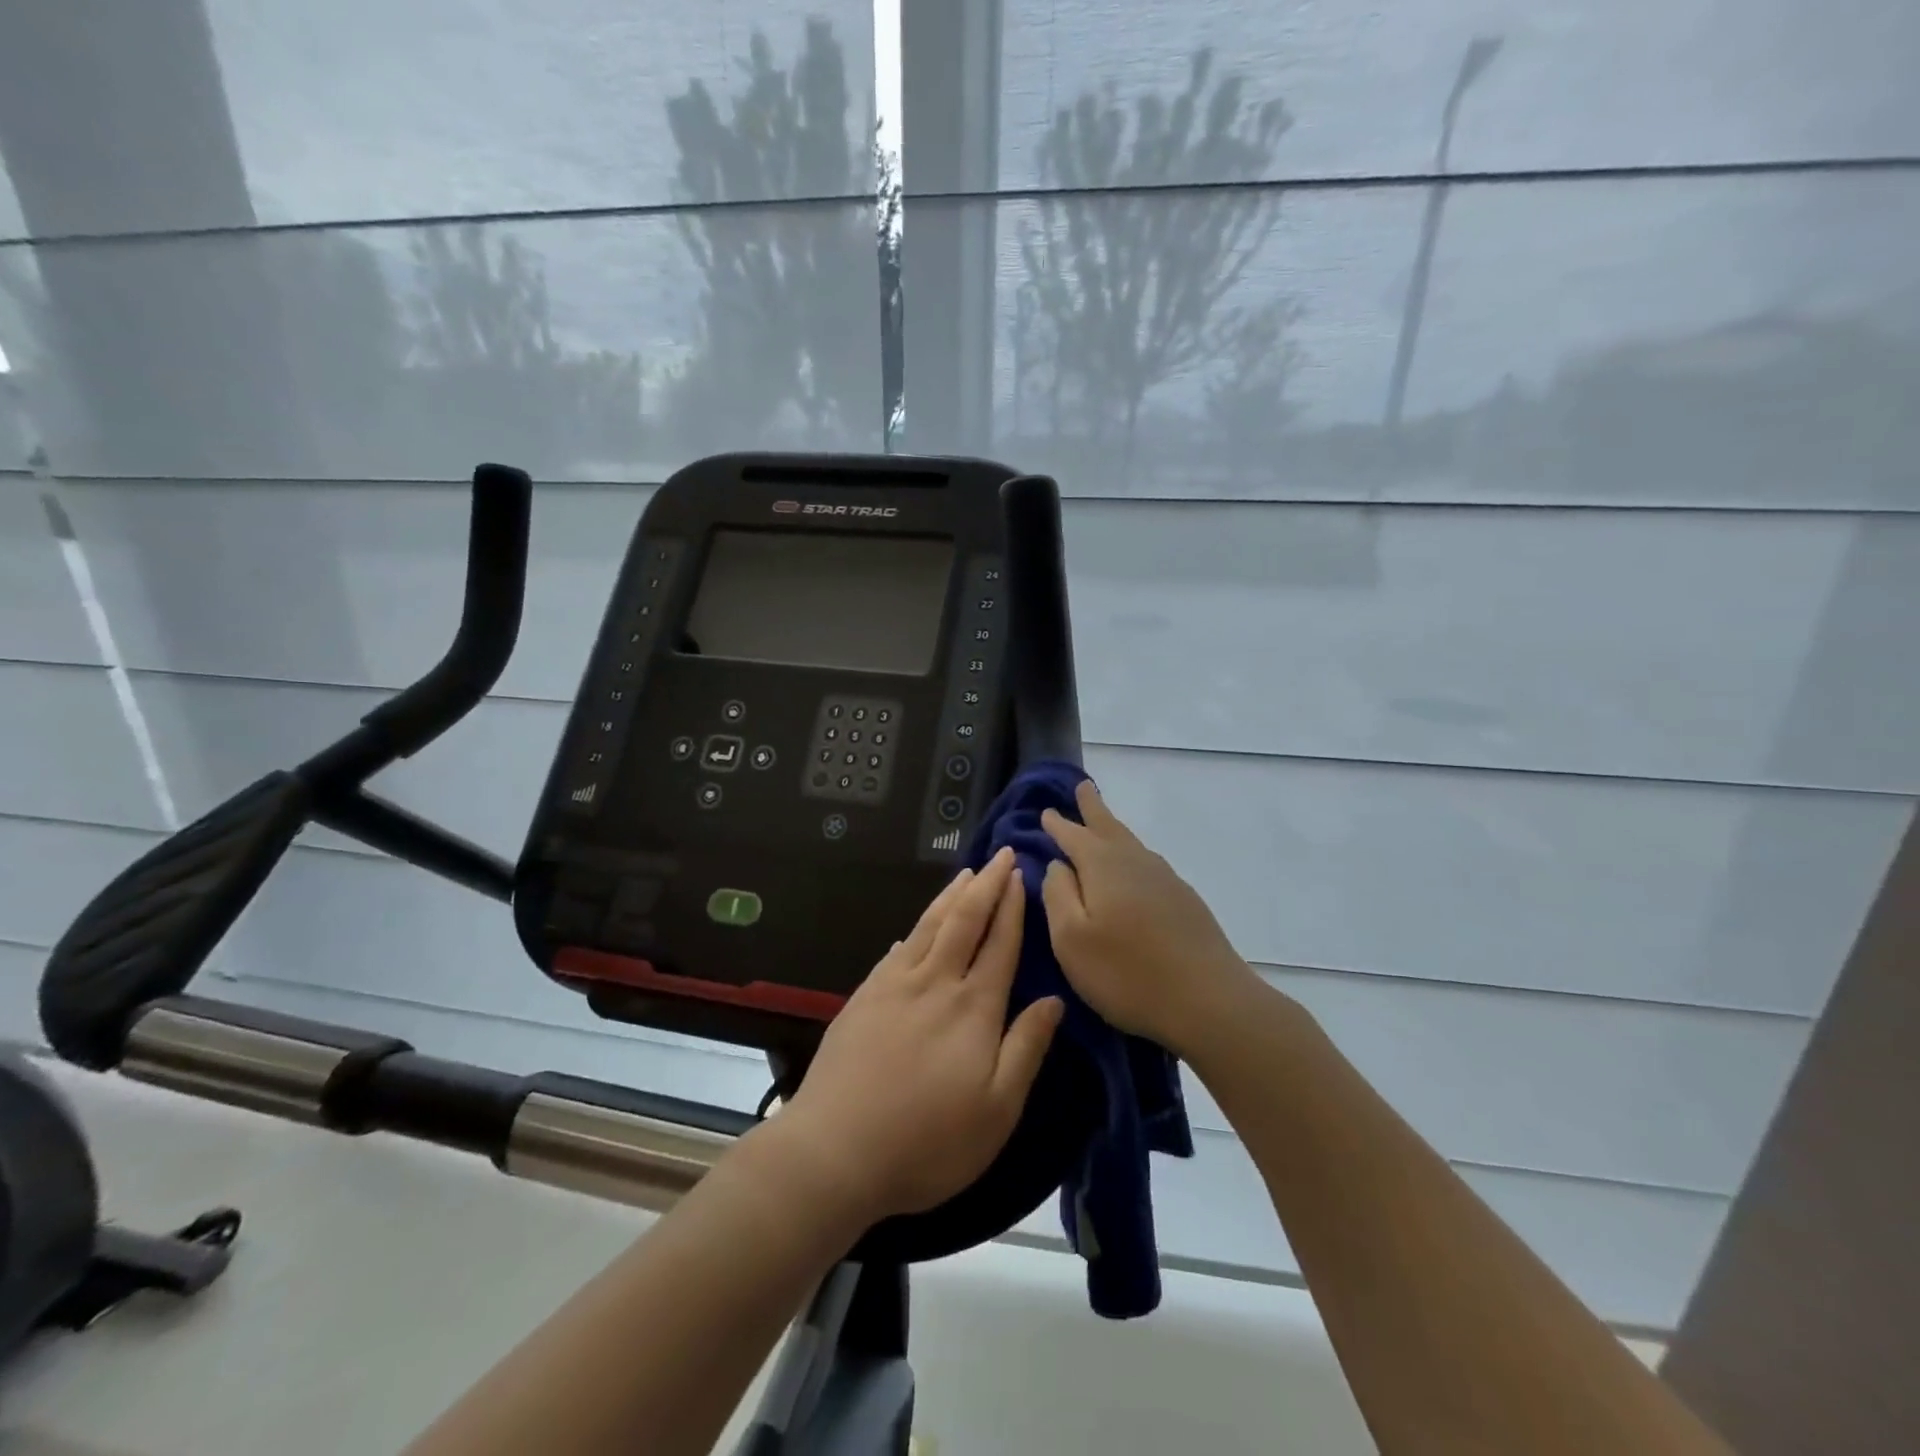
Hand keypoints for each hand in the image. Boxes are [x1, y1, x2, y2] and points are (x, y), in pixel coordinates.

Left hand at [777, 847, 1064, 1223]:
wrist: (836, 1150)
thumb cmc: (928, 1141)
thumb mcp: (997, 1110)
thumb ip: (1026, 1048)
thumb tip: (1054, 1000)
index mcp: (973, 1008)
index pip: (999, 944)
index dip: (1012, 907)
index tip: (1020, 875)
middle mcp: (935, 983)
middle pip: (965, 921)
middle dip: (986, 885)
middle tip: (1000, 856)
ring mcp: (893, 987)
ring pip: (928, 927)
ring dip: (950, 897)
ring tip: (965, 874)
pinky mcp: (863, 998)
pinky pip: (895, 951)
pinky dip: (913, 931)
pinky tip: (913, 929)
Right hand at [1041, 780, 1256, 1057]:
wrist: (1209, 1001)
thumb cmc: (1127, 973)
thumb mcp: (1071, 939)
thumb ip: (1057, 894)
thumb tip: (1057, 864)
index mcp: (1103, 865)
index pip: (1073, 834)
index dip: (1057, 824)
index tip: (1045, 811)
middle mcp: (1135, 861)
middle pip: (1108, 826)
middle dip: (1092, 807)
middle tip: (1083, 787)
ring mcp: (1164, 879)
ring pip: (1131, 844)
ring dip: (1113, 829)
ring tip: (1102, 823)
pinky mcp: (1184, 901)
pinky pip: (1147, 864)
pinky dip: (1132, 855)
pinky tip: (1133, 869)